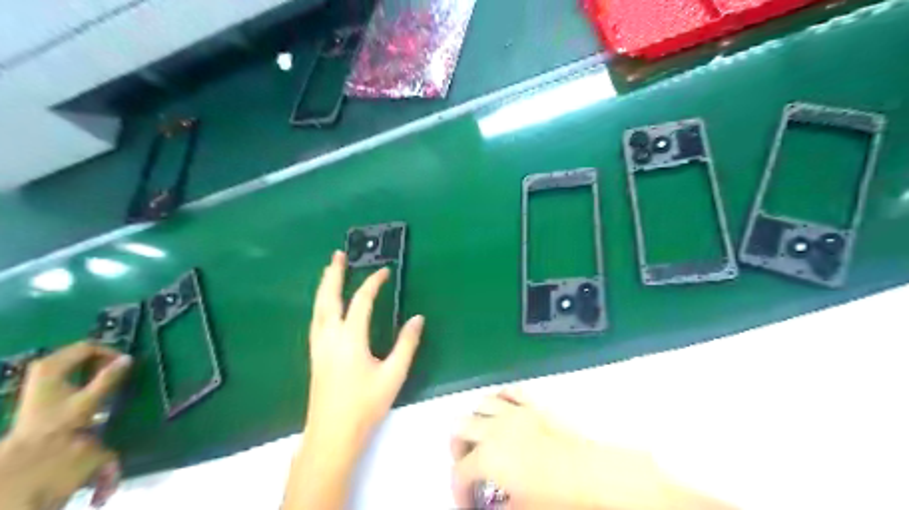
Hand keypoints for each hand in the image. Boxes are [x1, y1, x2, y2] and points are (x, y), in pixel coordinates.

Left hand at [0, 340, 130, 506]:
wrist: (29, 447)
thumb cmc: (58, 423)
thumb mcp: (87, 401)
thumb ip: (108, 378)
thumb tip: (129, 358)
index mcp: (53, 365)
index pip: (89, 346)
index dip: (110, 352)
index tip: (124, 365)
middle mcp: (45, 364)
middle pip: (83, 351)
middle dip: (104, 358)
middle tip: (119, 372)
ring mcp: (42, 373)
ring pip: (78, 359)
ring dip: (96, 365)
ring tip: (108, 379)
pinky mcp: (43, 381)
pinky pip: (72, 367)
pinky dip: (86, 371)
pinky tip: (92, 384)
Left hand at [304, 254, 420, 447]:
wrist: (331, 435)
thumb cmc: (364, 405)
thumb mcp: (393, 375)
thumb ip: (406, 344)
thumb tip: (417, 318)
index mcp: (350, 338)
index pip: (361, 301)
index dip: (373, 283)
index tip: (384, 271)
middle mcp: (329, 336)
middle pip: (329, 297)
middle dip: (333, 274)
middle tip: (338, 255)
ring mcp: (318, 346)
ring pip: (318, 308)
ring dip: (324, 286)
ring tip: (330, 272)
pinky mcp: (314, 355)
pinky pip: (316, 319)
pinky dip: (321, 303)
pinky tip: (325, 306)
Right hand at [451, 388, 669, 506]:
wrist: (593, 473)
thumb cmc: (557, 497)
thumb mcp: (522, 508)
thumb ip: (500, 506)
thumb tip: (493, 504)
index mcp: (487, 457)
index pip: (458, 474)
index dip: (458, 492)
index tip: (468, 503)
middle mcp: (494, 428)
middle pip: (459, 428)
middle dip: (457, 449)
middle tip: (469, 466)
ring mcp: (514, 411)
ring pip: (480, 405)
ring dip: (475, 421)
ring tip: (482, 437)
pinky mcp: (532, 402)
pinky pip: (509, 392)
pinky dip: (501, 399)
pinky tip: (503, 412)